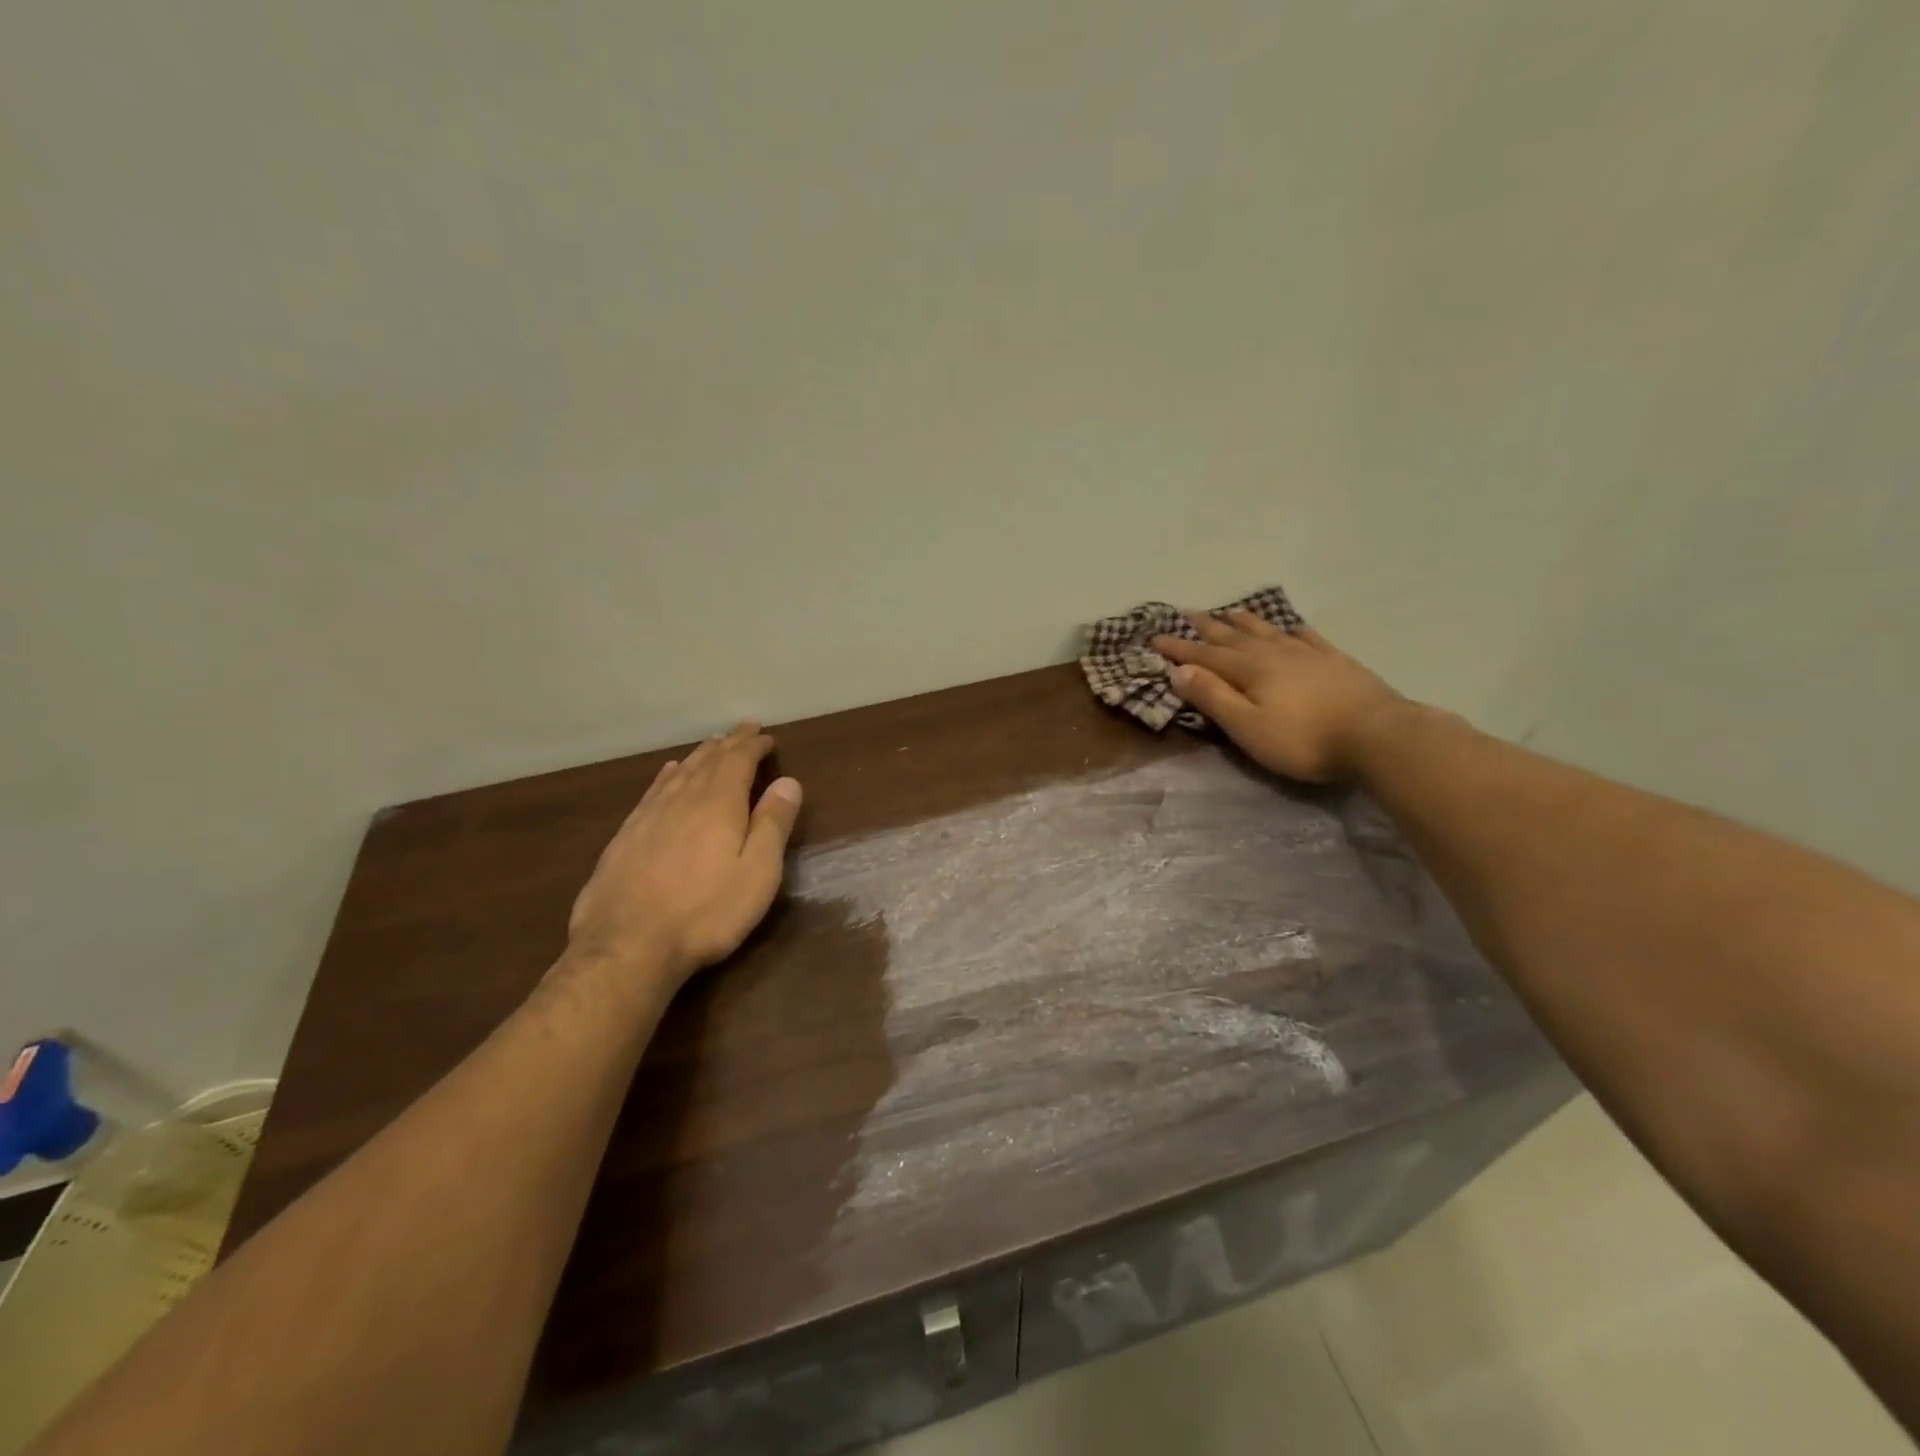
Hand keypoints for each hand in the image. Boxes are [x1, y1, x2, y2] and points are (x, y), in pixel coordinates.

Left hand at [566, 724, 803, 985]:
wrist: (626, 946)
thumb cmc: (705, 912)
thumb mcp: (757, 873)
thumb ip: (772, 825)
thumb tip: (788, 782)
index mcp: (718, 804)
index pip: (739, 761)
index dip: (754, 746)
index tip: (767, 737)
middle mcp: (683, 799)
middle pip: (708, 760)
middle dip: (729, 743)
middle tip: (744, 729)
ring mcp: (649, 815)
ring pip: (680, 772)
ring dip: (701, 755)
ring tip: (713, 744)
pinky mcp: (626, 835)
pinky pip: (654, 790)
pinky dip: (669, 775)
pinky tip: (669, 773)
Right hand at [1152, 610, 1404, 782]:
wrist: (1377, 735)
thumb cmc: (1304, 740)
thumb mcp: (1247, 727)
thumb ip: (1213, 697)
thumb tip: (1179, 670)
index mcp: (1249, 670)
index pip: (1204, 655)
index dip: (1178, 648)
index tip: (1154, 638)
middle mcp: (1273, 653)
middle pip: (1232, 636)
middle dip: (1205, 627)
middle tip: (1184, 613)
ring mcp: (1307, 654)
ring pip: (1266, 631)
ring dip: (1243, 622)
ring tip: (1227, 611)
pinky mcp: (1334, 661)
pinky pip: (1305, 636)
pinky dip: (1289, 629)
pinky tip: (1288, 627)